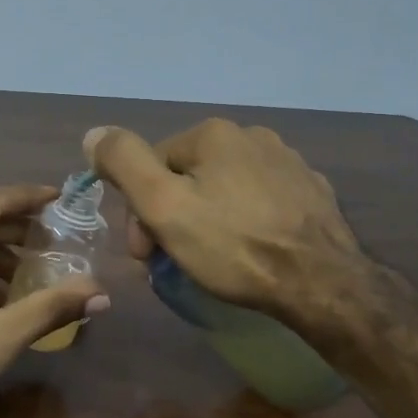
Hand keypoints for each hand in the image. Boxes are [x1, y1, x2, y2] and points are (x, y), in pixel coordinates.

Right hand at [85, 120, 365, 330]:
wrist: (323, 284)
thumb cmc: (234, 246)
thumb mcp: (163, 206)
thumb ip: (124, 162)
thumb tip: (94, 134)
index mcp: (213, 134)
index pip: (152, 167)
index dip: (140, 212)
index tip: (145, 255)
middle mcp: (253, 135)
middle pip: (188, 177)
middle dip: (172, 217)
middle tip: (172, 263)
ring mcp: (288, 162)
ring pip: (224, 189)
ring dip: (206, 219)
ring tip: (211, 261)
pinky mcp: (312, 192)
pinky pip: (260, 201)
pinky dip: (245, 222)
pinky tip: (250, 251)